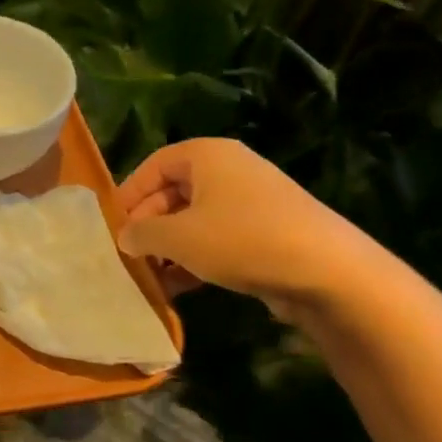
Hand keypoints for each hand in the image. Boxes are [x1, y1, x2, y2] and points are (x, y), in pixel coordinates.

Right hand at [116, 139, 382, 314]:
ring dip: (170, 247)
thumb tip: (126, 237)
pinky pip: (219, 238)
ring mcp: (252, 201)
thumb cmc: (241, 240)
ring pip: (195, 219)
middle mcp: (230, 169)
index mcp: (207, 155)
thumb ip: (141, 233)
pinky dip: (197, 257)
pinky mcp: (269, 231)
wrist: (329, 272)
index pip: (152, 166)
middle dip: (149, 225)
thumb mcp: (177, 237)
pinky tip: (181, 286)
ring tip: (152, 276)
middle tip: (130, 255)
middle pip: (173, 192)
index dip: (128, 195)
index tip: (112, 226)